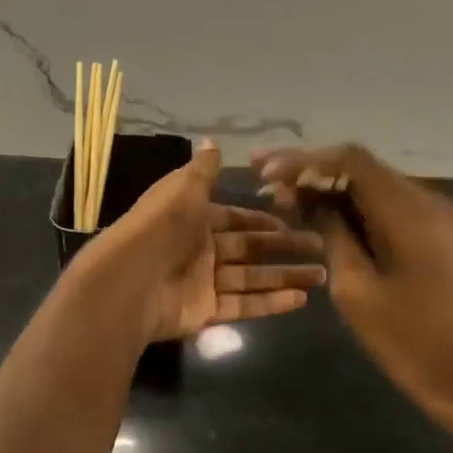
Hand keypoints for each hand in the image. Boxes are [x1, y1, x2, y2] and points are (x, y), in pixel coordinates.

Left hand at [81, 141, 326, 342]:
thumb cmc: (161, 226)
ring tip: (322, 276)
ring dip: (286, 276)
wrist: (129, 279)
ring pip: (253, 278)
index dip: (263, 220)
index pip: (235, 219)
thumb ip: (203, 170)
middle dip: (285, 248)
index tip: (293, 221)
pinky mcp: (206, 312)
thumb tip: (213, 141)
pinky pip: (244, 305)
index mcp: (194, 219)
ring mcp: (204, 283)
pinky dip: (272, 303)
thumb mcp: (183, 188)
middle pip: (250, 249)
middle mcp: (201, 250)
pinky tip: (301, 299)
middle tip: (321, 248)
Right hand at [254, 143, 452, 422]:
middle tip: (266, 182)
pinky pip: (388, 202)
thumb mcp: (354, 289)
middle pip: (363, 168)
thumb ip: (331, 232)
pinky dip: (353, 204)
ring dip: (330, 187)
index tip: (265, 171)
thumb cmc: (405, 339)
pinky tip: (321, 212)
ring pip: (373, 183)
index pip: (353, 161)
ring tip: (285, 197)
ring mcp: (438, 212)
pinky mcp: (437, 227)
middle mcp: (430, 200)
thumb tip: (306, 196)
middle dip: (313, 172)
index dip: (305, 160)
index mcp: (412, 214)